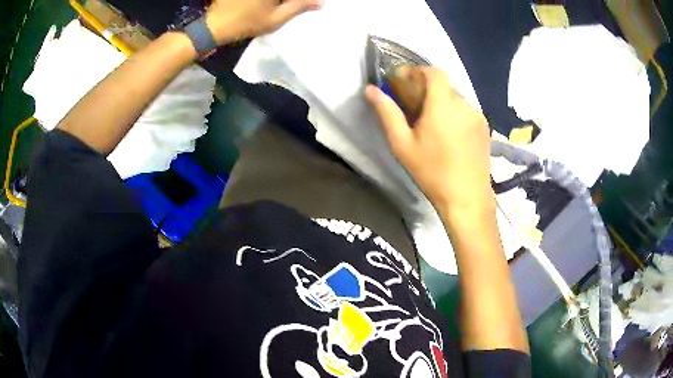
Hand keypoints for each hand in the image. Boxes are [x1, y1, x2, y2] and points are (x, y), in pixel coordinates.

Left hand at [205, 0, 322, 43]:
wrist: (215, 25)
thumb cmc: (247, 23)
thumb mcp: (276, 18)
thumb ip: (299, 7)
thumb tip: (320, 2)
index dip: (301, 1)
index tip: (306, 5)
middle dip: (291, 1)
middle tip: (294, 6)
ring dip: (281, 2)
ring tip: (280, 7)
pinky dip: (270, 2)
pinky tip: (267, 6)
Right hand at [366, 67, 492, 213]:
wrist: (467, 198)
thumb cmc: (432, 172)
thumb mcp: (402, 144)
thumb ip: (387, 113)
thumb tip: (371, 90)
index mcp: (442, 104)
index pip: (434, 72)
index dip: (420, 72)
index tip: (408, 84)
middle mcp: (464, 104)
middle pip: (444, 86)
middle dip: (429, 92)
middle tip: (416, 111)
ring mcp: (477, 116)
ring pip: (456, 100)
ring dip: (443, 105)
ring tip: (434, 128)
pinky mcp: (485, 129)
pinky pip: (467, 113)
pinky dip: (456, 116)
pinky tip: (451, 138)